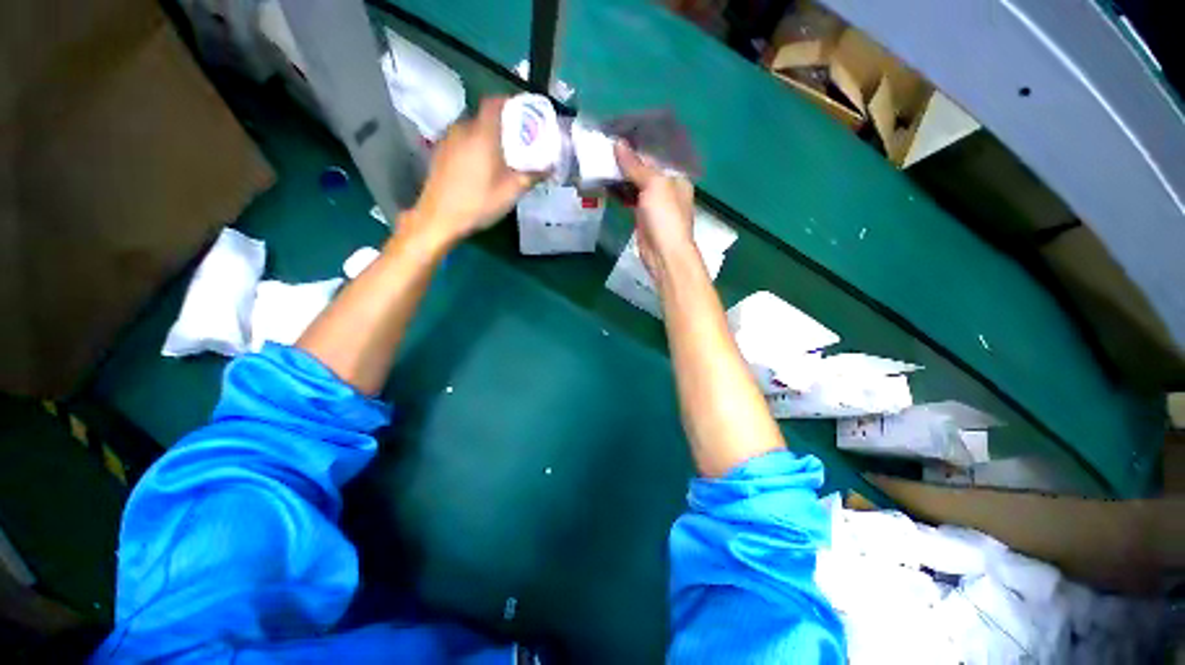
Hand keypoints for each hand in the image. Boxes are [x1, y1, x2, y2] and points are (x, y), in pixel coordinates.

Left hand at [405, 97, 534, 242]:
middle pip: (485, 116)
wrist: (439, 218)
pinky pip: (462, 140)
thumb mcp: (511, 192)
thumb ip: (531, 176)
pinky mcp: (440, 152)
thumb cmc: (478, 203)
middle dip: (503, 124)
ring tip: (502, 154)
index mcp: (482, 133)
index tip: (525, 114)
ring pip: (473, 128)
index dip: (510, 102)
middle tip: (519, 140)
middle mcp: (462, 129)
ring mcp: (448, 140)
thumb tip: (550, 167)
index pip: (495, 102)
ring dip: (488, 136)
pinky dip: (475, 145)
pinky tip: (481, 165)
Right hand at [614, 142, 697, 286]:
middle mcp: (666, 188)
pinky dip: (618, 192)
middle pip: (644, 169)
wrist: (663, 254)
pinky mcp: (641, 217)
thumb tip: (618, 144)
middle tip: (603, 147)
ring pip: (634, 184)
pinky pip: (629, 199)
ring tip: (599, 162)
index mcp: (676, 176)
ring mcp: (653, 204)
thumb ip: (636, 165)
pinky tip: (604, 184)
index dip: (638, 145)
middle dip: (626, 160)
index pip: (656, 155)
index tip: (618, 134)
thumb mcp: (654, 185)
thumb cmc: (665, 217)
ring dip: (619, 176)